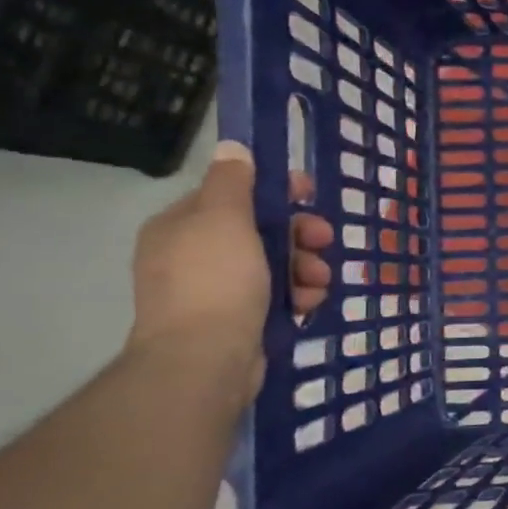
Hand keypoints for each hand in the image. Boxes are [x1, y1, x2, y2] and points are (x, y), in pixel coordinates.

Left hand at [127, 141, 333, 393]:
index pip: (232, 194)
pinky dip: (297, 296)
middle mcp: (195, 255)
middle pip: (260, 230)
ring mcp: (217, 292)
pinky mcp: (239, 321)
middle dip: (298, 234)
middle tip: (324, 239)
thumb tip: (232, 148)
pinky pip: (277, 297)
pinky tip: (309, 303)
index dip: (274, 190)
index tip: (309, 192)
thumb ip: (233, 182)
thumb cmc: (215, 281)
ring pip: (274, 265)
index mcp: (183, 226)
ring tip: (319, 281)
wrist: (205, 360)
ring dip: (305, 267)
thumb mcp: (224, 219)